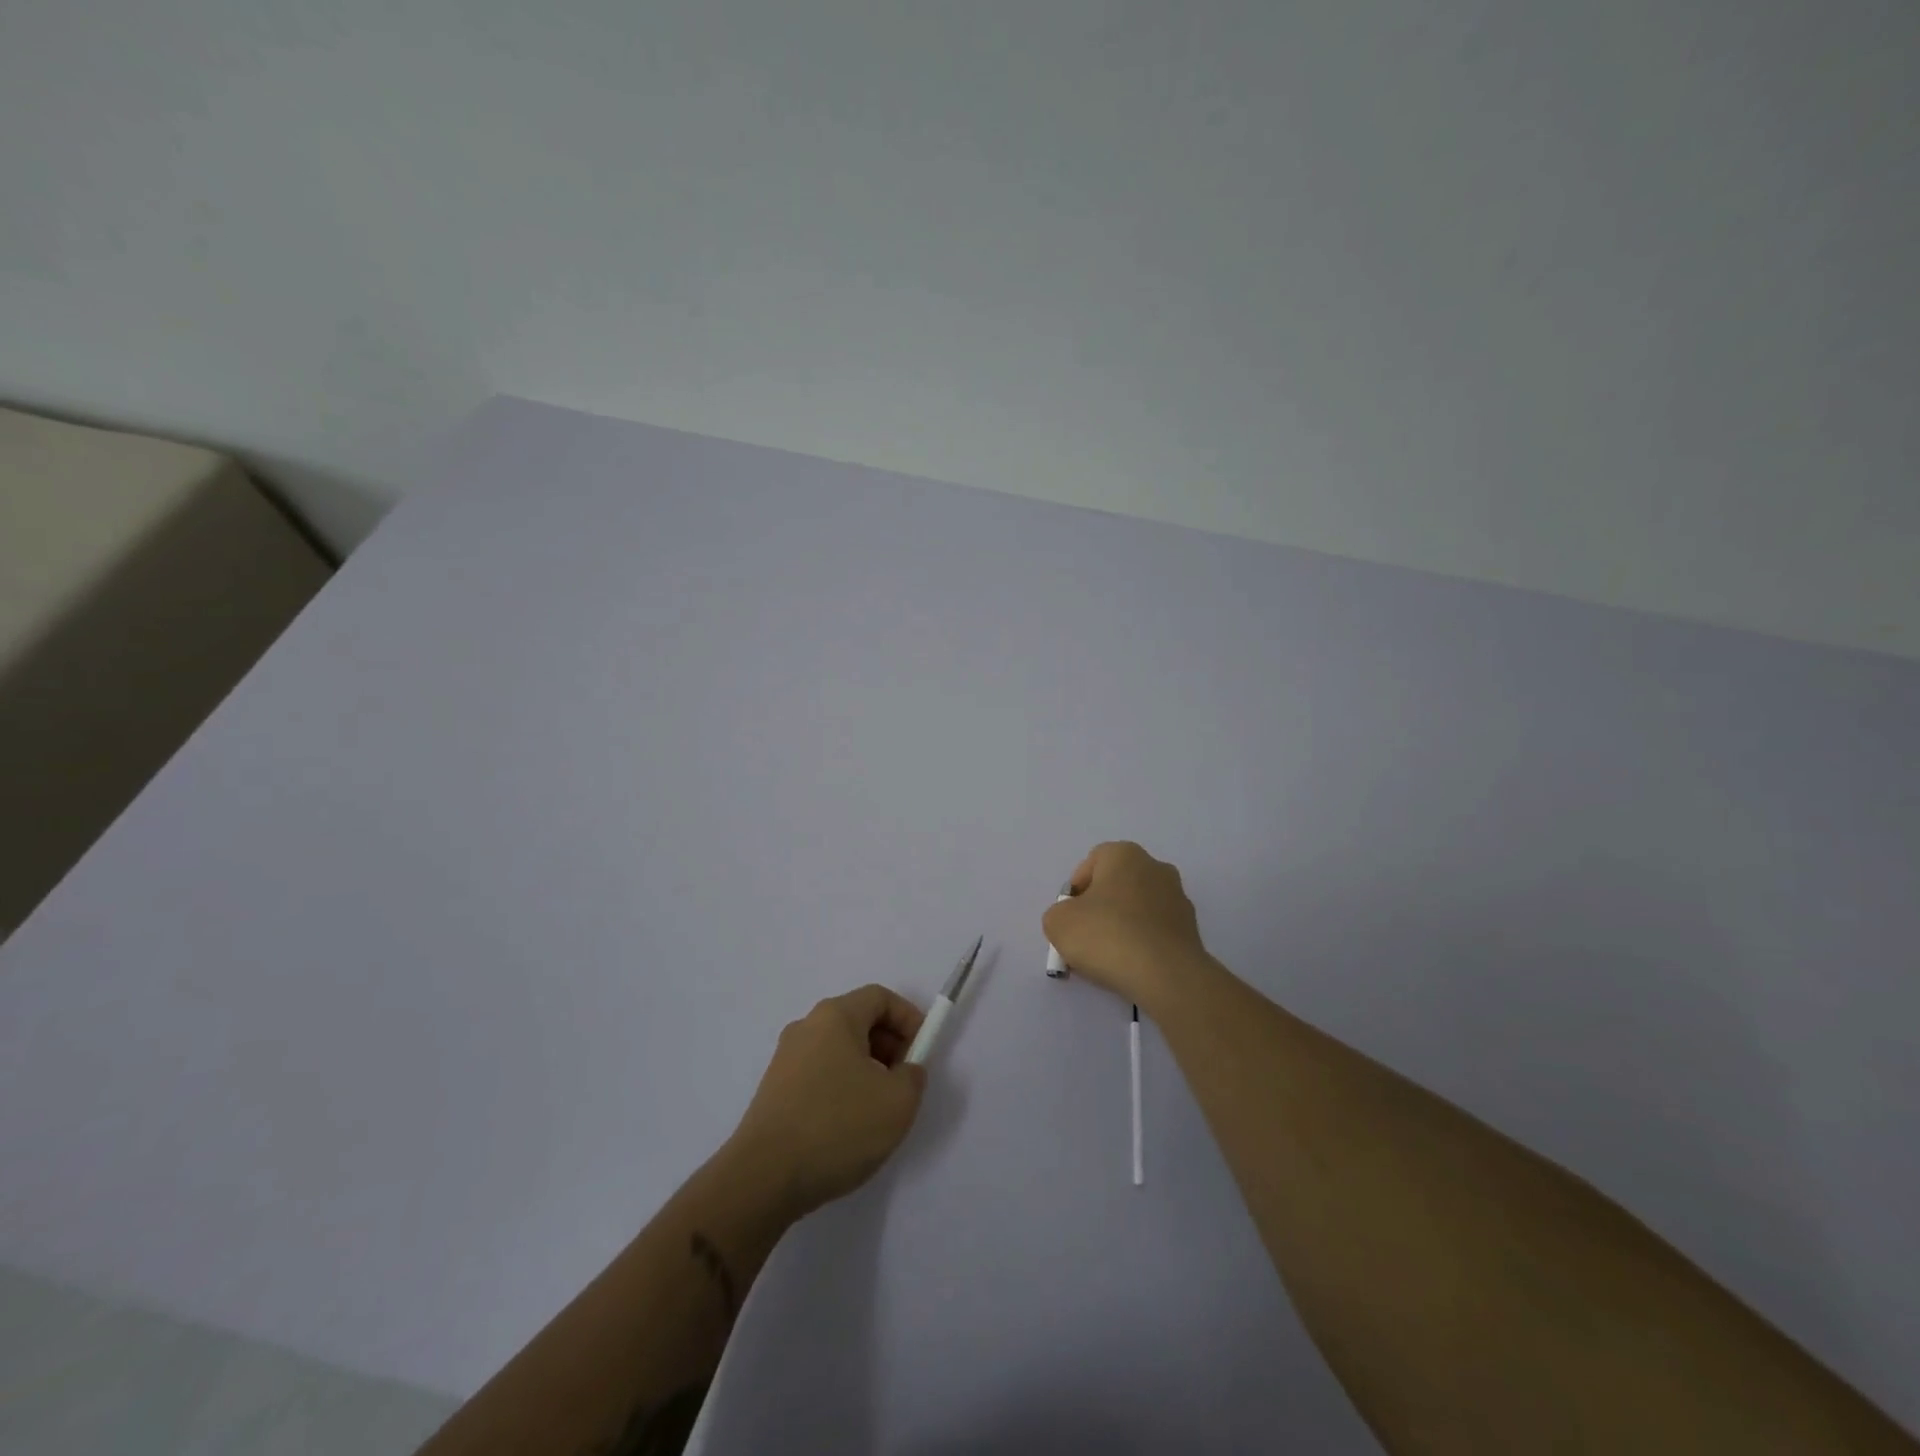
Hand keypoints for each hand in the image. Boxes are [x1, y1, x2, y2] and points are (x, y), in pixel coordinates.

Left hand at [730, 984, 927, 1219]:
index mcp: (835, 1016)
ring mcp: (785, 1059)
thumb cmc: (837, 1127)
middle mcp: (806, 1027)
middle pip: (858, 1021)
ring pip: (838, 1050)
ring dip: (866, 1069)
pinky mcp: (774, 1091)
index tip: (923, 1051)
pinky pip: (819, 1074)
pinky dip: (842, 1087)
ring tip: (878, 1109)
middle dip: (889, 1045)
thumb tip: (905, 1070)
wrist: (763, 1178)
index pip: (880, 998)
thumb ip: (913, 1076)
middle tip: (904, 1081)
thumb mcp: (897, 1102)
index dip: (909, 1018)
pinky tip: (847, 1127)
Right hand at [1042, 841, 1211, 1011]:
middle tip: (1085, 940)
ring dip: (1121, 928)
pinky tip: (1132, 967)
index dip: (1075, 892)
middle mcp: (1156, 867)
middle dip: (1099, 910)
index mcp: (1125, 854)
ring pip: (1137, 909)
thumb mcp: (1058, 922)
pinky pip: (1155, 931)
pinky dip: (1142, 944)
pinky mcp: (1191, 929)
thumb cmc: (1107, 936)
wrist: (1166, 976)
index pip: (1091, 864)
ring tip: (1108, 960)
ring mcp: (1178, 898)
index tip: (1070, 920)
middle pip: (1115, 886)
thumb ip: (1058, 914)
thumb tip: (1074, 920)